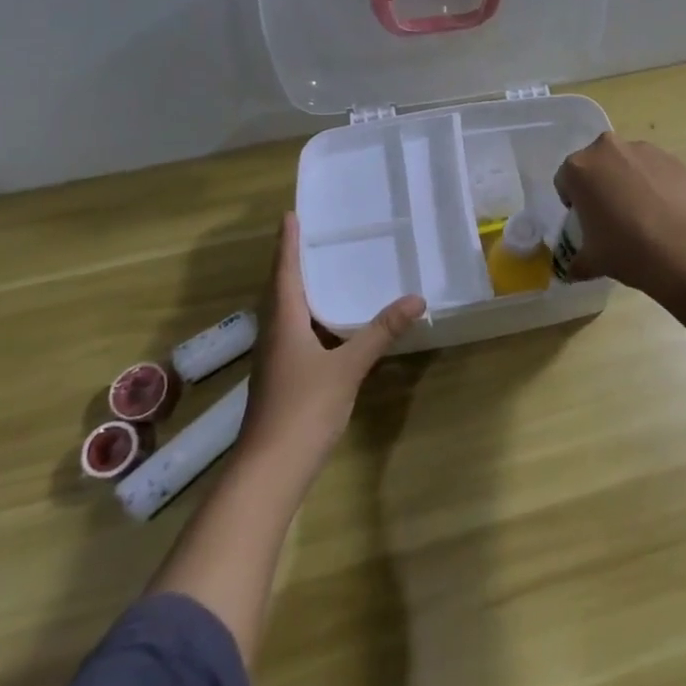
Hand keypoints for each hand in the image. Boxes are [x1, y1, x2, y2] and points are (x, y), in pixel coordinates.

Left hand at [237, 212, 425, 477]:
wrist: (270, 470)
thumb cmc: (304, 409)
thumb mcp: (348, 367)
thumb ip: (380, 332)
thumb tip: (415, 298)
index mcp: (284, 323)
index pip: (284, 272)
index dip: (288, 243)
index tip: (290, 215)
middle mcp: (273, 335)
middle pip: (279, 290)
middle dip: (291, 262)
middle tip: (310, 236)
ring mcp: (274, 359)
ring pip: (285, 313)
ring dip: (298, 289)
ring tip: (321, 271)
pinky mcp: (281, 378)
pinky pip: (293, 333)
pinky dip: (308, 317)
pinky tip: (327, 324)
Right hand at [552, 133, 685, 297]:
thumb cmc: (627, 250)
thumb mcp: (591, 262)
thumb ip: (576, 262)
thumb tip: (572, 271)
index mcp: (579, 168)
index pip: (565, 180)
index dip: (573, 202)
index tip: (587, 222)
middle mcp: (608, 149)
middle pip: (596, 165)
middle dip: (600, 185)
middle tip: (612, 216)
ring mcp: (643, 150)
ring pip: (626, 164)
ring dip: (627, 181)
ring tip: (643, 215)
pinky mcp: (672, 158)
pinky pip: (653, 169)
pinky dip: (654, 184)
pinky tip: (664, 212)